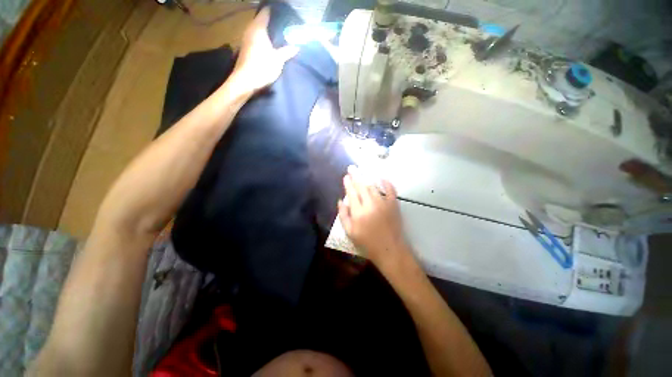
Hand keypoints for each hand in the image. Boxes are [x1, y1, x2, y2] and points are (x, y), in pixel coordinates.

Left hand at [231, 7, 298, 92]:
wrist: (245, 81)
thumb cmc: (262, 67)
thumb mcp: (278, 60)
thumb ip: (287, 52)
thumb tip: (297, 47)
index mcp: (258, 28)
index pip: (265, 13)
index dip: (272, 11)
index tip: (281, 12)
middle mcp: (250, 30)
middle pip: (260, 20)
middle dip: (269, 20)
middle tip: (281, 23)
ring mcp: (246, 39)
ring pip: (256, 29)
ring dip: (265, 30)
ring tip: (276, 33)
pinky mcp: (245, 48)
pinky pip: (254, 37)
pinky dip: (261, 37)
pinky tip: (267, 43)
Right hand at [338, 166, 410, 269]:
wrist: (390, 250)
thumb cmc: (367, 243)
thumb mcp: (350, 232)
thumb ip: (343, 215)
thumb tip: (340, 201)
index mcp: (358, 212)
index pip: (352, 193)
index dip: (348, 184)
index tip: (346, 176)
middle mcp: (371, 204)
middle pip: (362, 186)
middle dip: (356, 176)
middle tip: (352, 168)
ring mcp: (383, 203)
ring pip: (373, 187)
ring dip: (367, 178)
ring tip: (362, 171)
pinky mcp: (394, 205)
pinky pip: (390, 190)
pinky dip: (386, 183)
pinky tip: (381, 178)